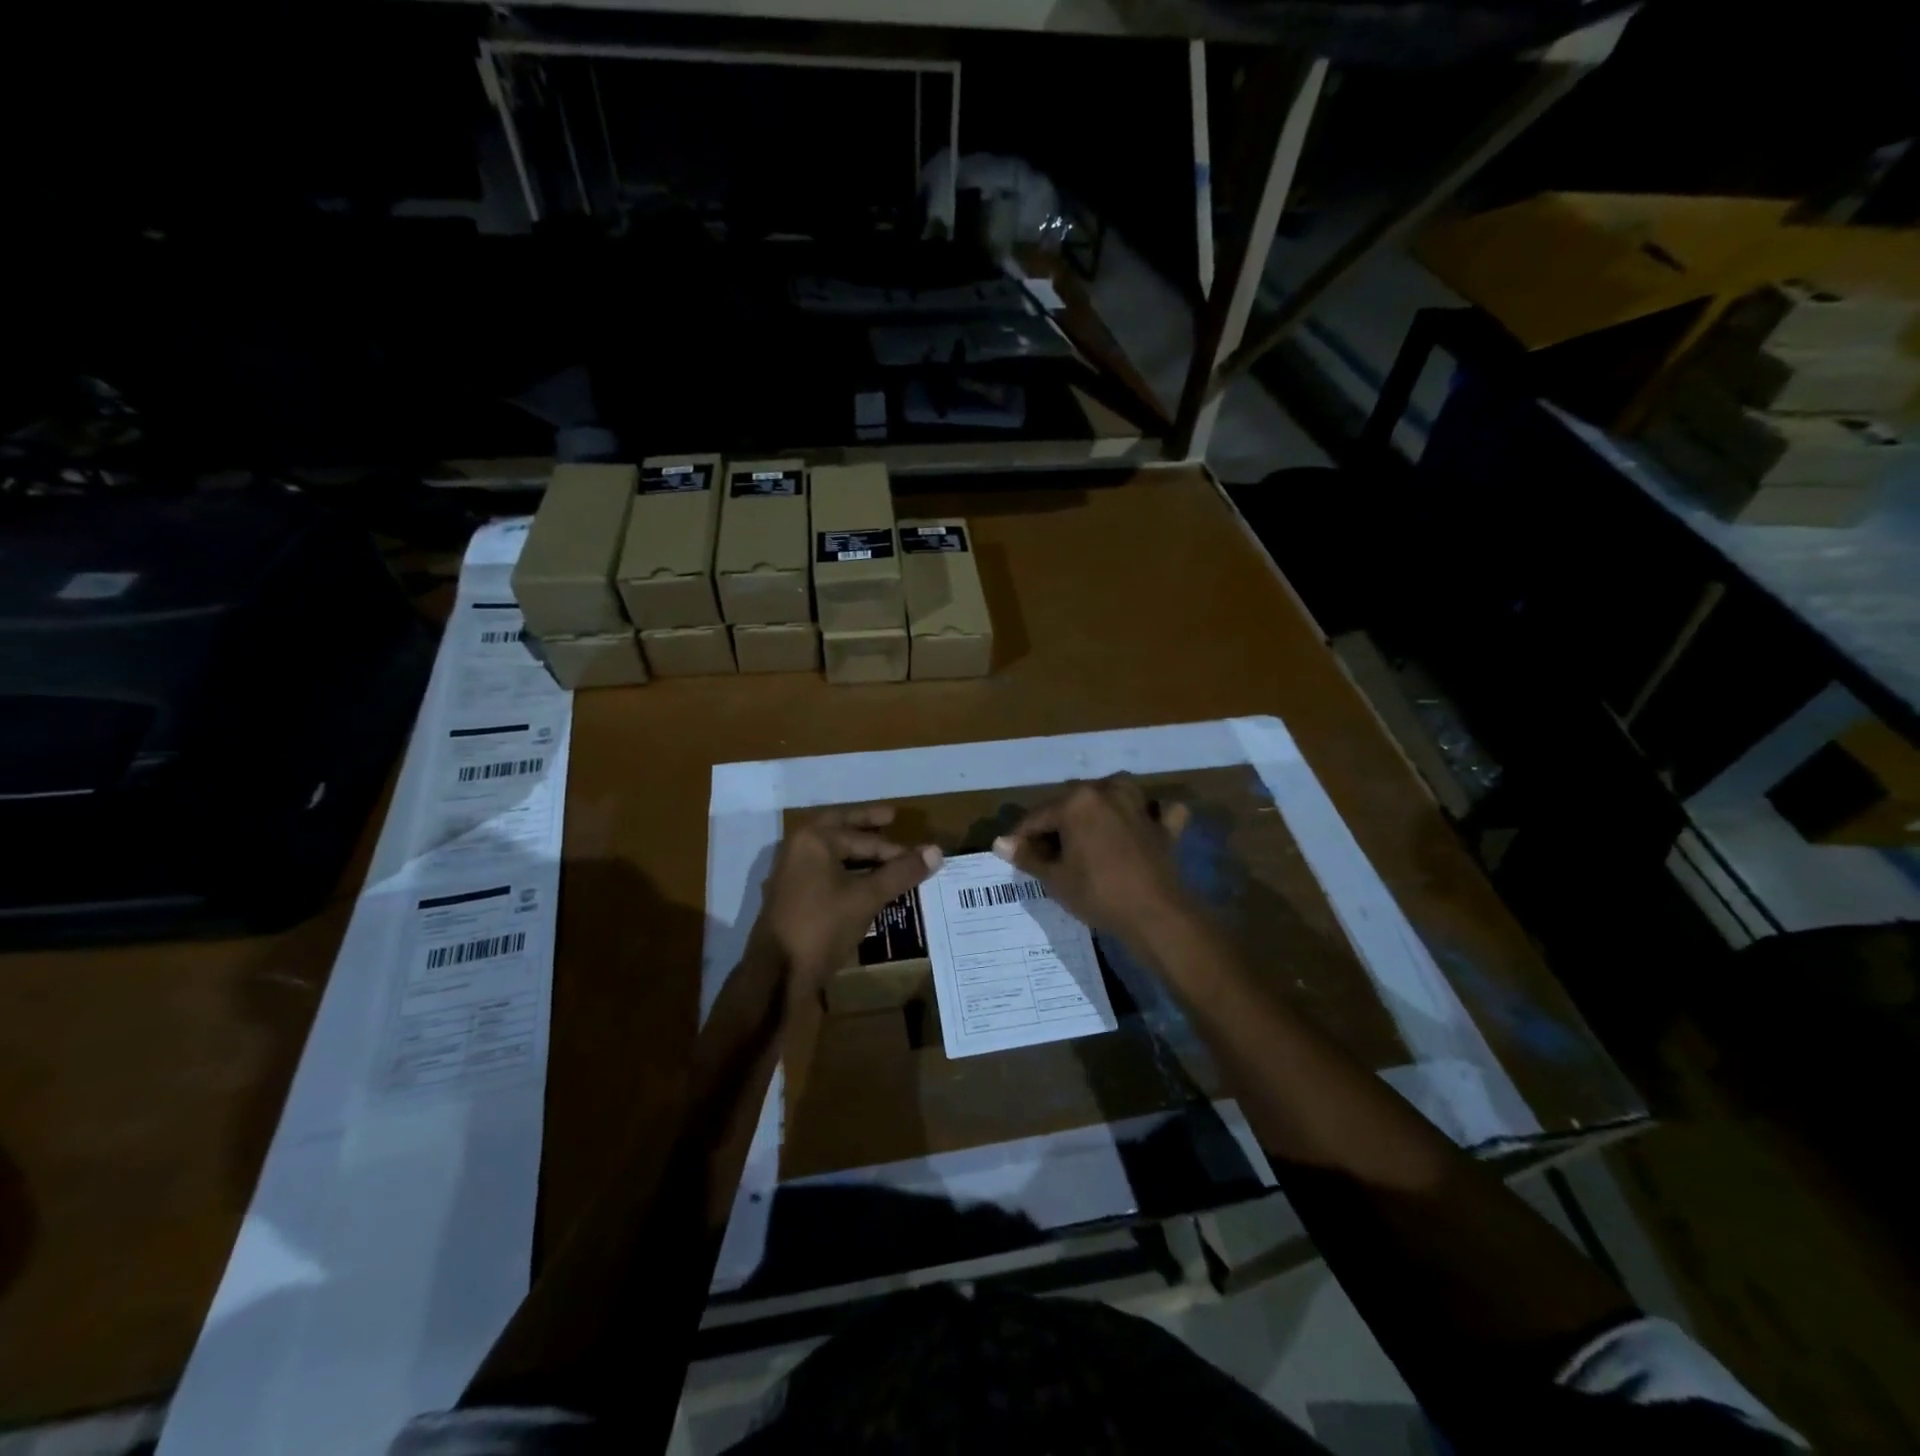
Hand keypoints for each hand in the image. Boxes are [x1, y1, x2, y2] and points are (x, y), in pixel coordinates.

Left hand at [753, 806, 941, 1000]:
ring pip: (832, 852)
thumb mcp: (866, 897)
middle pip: (841, 829)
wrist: (777, 974)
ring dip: (857, 851)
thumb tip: (936, 851)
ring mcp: (792, 873)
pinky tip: (864, 884)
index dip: (897, 849)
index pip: (865, 838)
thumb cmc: (822, 926)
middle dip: (867, 825)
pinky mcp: (792, 896)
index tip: (922, 856)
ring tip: (885, 854)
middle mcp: (799, 848)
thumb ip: (901, 873)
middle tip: (892, 818)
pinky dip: (846, 871)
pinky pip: (825, 872)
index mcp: (814, 839)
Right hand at [991, 774, 1192, 944]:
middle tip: (1047, 853)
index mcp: (1077, 801)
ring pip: (1113, 795)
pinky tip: (1142, 825)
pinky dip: (1150, 814)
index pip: (1038, 816)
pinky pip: (1157, 810)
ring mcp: (1140, 805)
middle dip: (1057, 824)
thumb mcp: (1054, 878)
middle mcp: (1107, 791)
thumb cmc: (1097, 893)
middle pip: (1072, 803)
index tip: (1014, 854)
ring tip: (1087, 835)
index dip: (1022, 836)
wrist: (1155, 914)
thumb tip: (1000, 843)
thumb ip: (1027, 856)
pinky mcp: (1164, 825)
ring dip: (1099, 808)